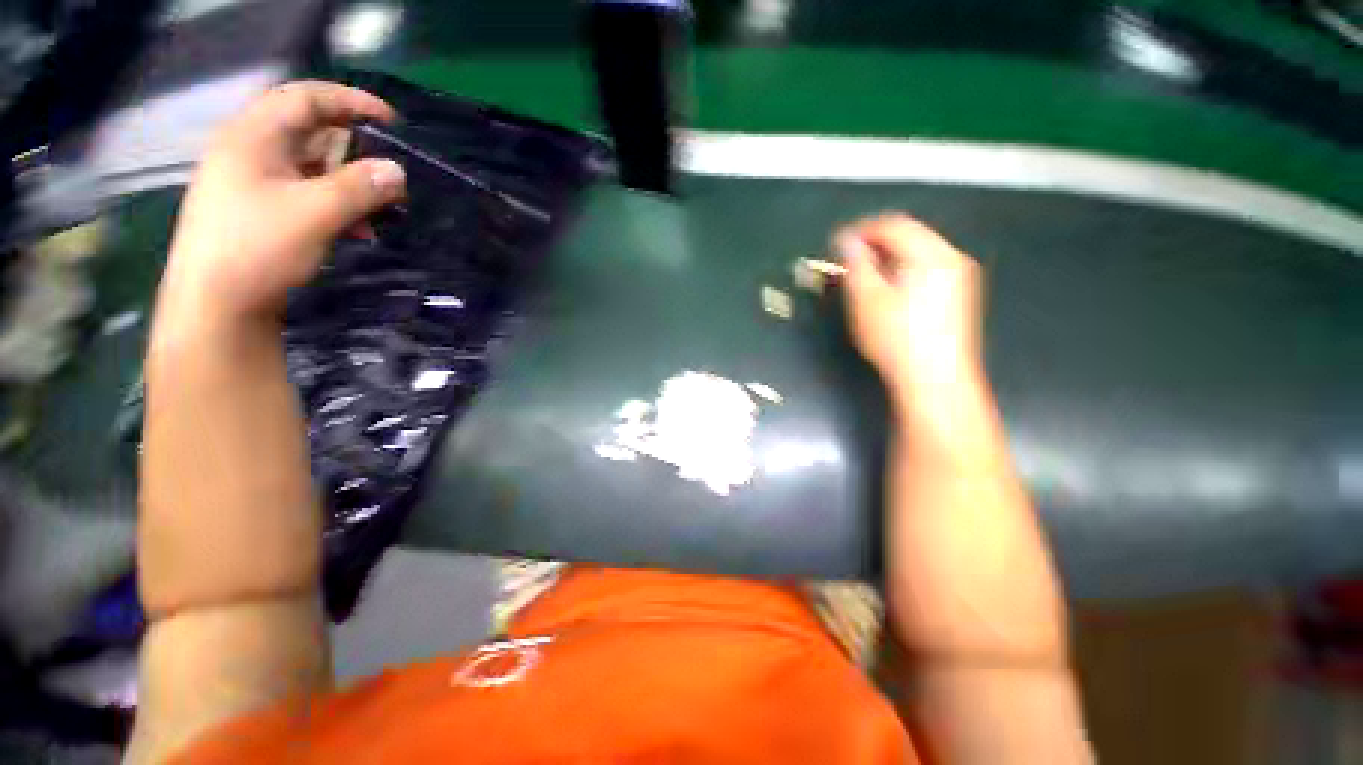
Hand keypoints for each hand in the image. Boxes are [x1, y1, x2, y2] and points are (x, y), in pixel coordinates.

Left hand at [156, 81, 405, 334]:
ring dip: (351, 182)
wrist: (215, 306)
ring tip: (383, 205)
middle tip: (392, 169)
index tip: (392, 121)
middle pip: (310, 131)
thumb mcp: (313, 213)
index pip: (305, 98)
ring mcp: (254, 183)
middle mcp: (251, 152)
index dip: (350, 101)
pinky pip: (307, 193)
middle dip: (356, 148)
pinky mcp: (262, 210)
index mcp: (253, 138)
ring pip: (312, 166)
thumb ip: (358, 188)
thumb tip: (398, 171)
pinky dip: (337, 204)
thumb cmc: (257, 249)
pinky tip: (359, 228)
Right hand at [835, 214, 983, 397]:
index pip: (893, 224)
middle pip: (909, 236)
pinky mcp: (959, 297)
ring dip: (888, 259)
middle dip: (875, 244)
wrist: (936, 380)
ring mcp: (960, 278)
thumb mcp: (867, 299)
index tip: (837, 243)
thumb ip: (855, 264)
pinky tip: (888, 293)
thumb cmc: (897, 338)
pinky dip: (903, 272)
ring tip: (864, 277)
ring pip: (918, 254)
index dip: (861, 230)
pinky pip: (926, 270)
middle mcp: (952, 258)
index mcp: (932, 254)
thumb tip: (845, 240)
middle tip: (848, 262)